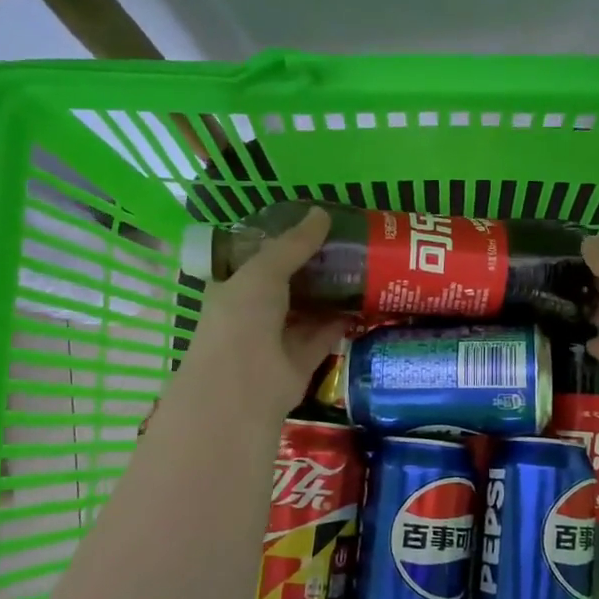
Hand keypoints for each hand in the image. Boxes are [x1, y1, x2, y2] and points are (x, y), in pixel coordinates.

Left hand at [175, 208, 348, 420]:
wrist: (243, 386)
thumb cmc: (242, 319)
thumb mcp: (264, 271)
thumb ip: (294, 244)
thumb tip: (323, 213)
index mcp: (233, 287)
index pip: (260, 259)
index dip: (286, 243)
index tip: (317, 227)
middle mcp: (253, 313)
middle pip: (288, 284)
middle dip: (315, 268)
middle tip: (350, 246)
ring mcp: (276, 339)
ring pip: (308, 311)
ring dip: (331, 294)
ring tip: (363, 268)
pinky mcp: (300, 362)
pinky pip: (323, 336)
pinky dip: (341, 322)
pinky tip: (364, 302)